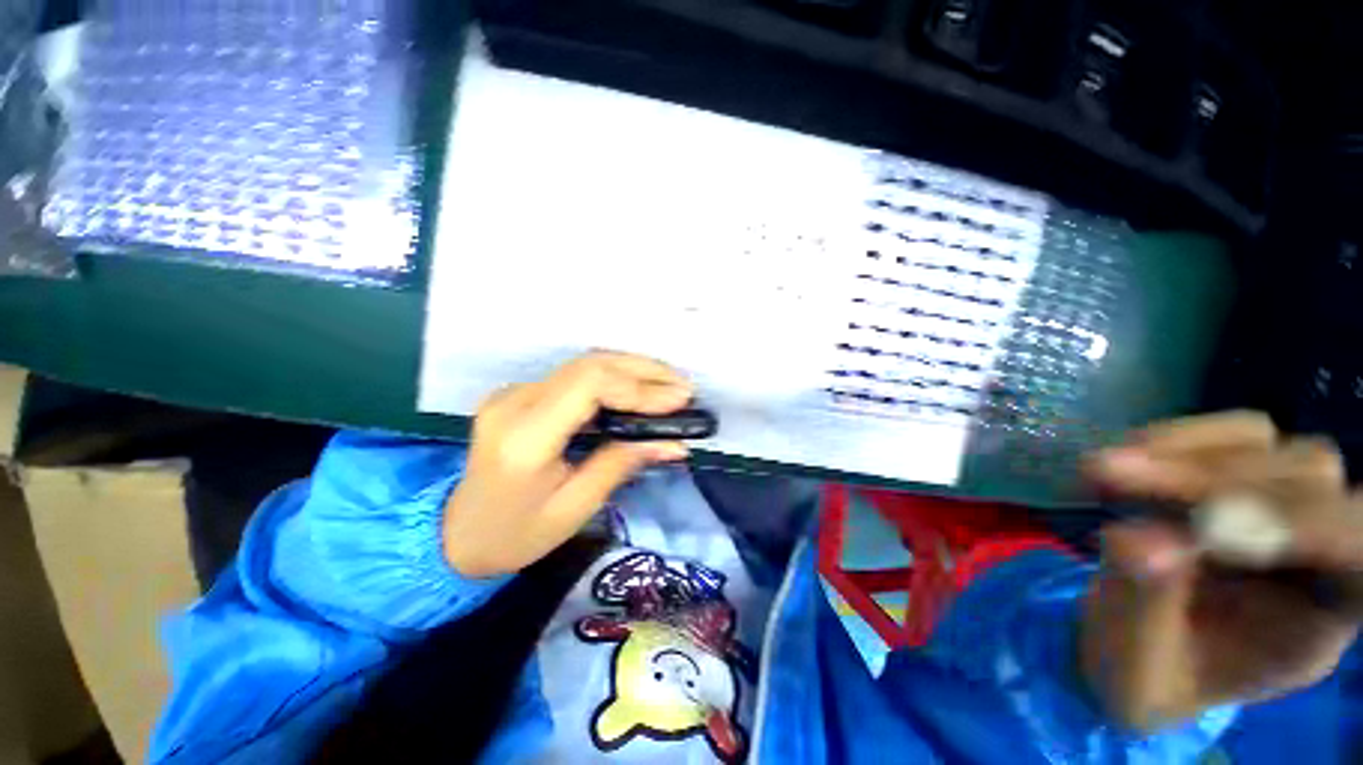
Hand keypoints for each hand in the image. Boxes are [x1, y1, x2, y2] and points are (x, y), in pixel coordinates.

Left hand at [443, 352, 692, 578]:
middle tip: (684, 387)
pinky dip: (613, 377)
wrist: (455, 534)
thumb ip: (622, 464)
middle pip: (589, 365)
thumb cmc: (515, 535)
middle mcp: (514, 402)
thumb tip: (673, 442)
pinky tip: (639, 387)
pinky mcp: (520, 393)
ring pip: (584, 363)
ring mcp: (513, 392)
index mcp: (524, 438)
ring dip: (632, 369)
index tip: (679, 400)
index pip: (589, 385)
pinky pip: (575, 375)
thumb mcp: (574, 509)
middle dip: (644, 371)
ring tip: (670, 384)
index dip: (640, 387)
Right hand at [1082, 411, 1362, 730]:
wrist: (1125, 648)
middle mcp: (1314, 550)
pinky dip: (1168, 441)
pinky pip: (1224, 435)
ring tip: (1099, 472)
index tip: (1205, 526)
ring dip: (1180, 454)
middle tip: (1109, 477)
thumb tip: (1137, 540)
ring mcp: (1274, 504)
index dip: (1305, 525)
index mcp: (1318, 618)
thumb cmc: (1144, 677)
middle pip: (1309, 480)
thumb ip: (1143, 610)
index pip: (1359, 552)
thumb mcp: (1134, 670)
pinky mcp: (1232, 476)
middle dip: (1208, 481)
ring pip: (1267, 443)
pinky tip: (1118, 463)